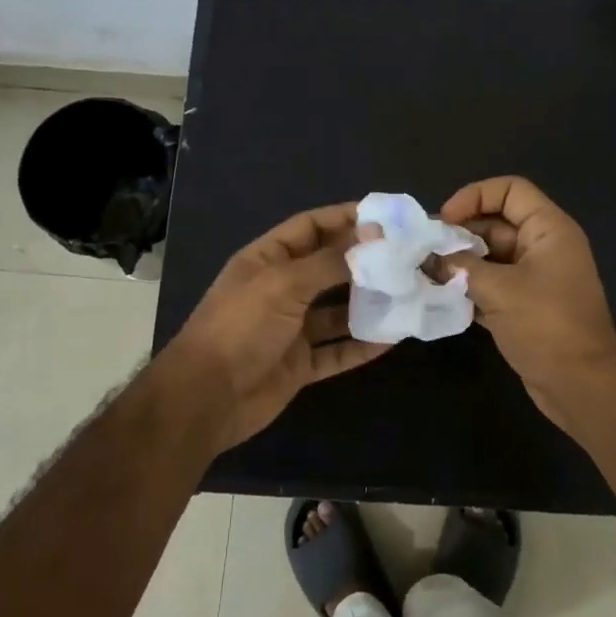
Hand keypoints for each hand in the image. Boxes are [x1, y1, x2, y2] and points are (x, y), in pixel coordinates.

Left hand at [156, 202, 389, 453]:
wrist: (207, 398)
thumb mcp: (284, 284)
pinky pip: (337, 350)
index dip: (344, 218)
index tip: (386, 218)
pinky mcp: (300, 364)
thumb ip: (329, 262)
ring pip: (337, 310)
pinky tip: (394, 337)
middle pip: (328, 267)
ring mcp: (290, 328)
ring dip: (369, 303)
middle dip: (364, 262)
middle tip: (407, 256)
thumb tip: (373, 237)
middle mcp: (280, 289)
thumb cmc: (240, 327)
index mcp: (267, 260)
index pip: (310, 227)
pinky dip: (362, 344)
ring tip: (409, 294)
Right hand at [439, 177, 615, 428]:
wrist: (581, 385)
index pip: (510, 191)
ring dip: (460, 264)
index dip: (475, 196)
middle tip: (424, 251)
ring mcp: (534, 279)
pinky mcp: (525, 307)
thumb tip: (431, 259)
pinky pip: (492, 286)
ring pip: (490, 258)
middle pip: (496, 224)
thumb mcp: (499, 289)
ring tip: (425, 273)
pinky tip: (440, 297)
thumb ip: (461, 268)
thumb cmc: (546, 325)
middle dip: (460, 234)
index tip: (444, 220)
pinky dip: (468, 289)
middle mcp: (543, 248)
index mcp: (548, 230)